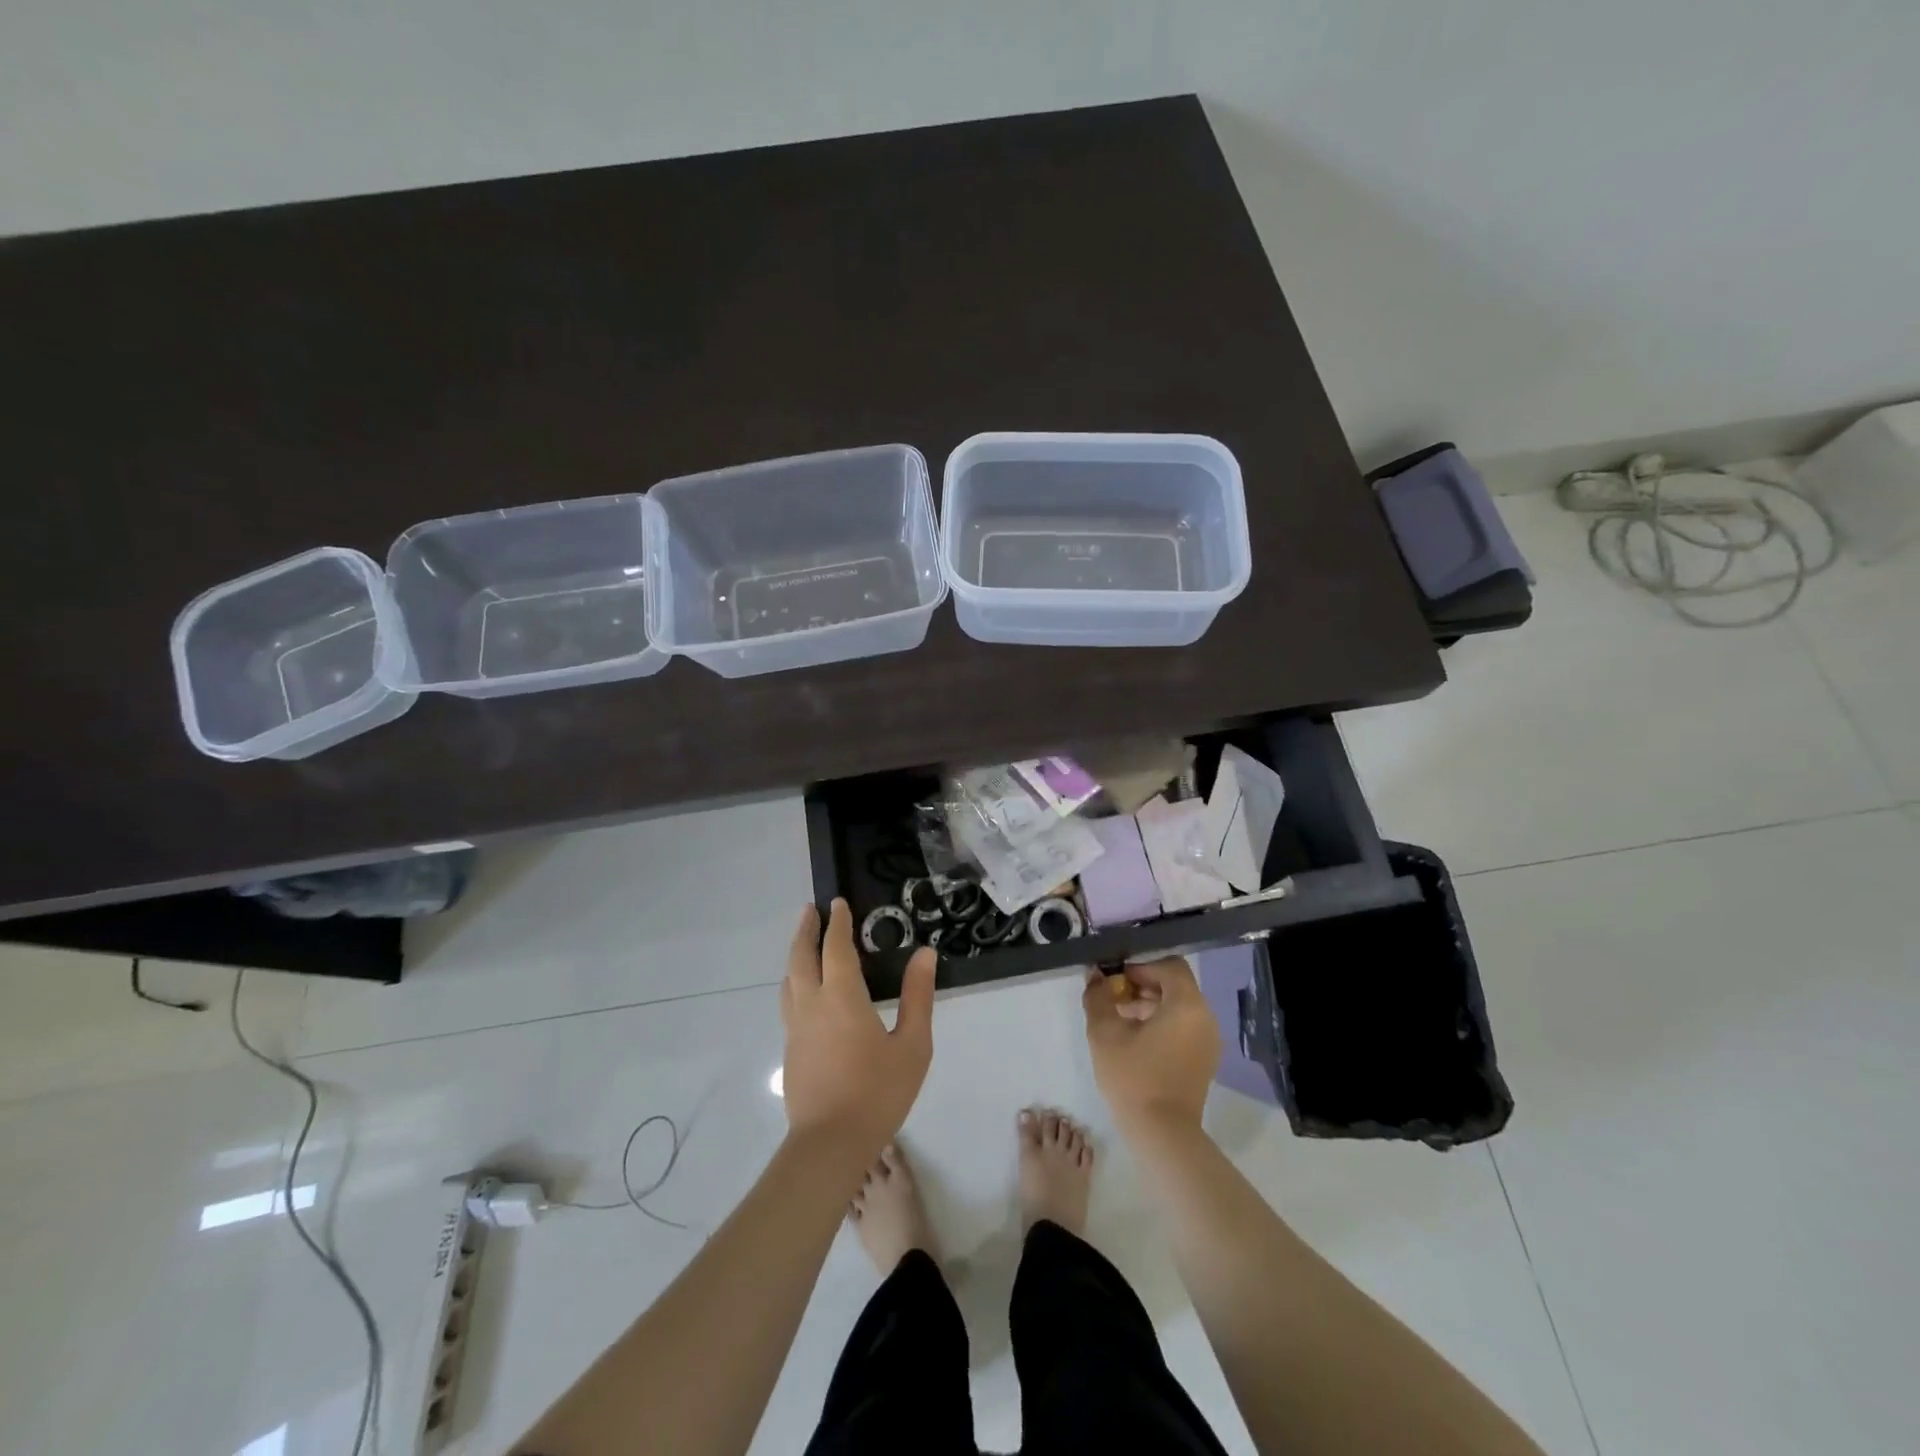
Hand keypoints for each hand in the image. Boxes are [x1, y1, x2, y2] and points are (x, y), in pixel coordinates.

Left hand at [781, 900, 935, 1161]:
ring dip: (796, 954)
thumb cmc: (877, 1092)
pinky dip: (795, 981)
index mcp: (842, 997)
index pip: (835, 947)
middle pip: (801, 956)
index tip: (837, 902)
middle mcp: (812, 1004)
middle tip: (811, 910)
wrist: (829, 1144)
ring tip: (804, 943)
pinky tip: (805, 991)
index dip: (837, 923)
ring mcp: (796, 1028)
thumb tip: (925, 953)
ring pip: (789, 979)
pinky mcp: (790, 1050)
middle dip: (806, 930)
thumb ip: (918, 996)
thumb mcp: (912, 1045)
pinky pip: (788, 1001)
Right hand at [1083, 957, 1220, 1136]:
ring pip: (1178, 1006)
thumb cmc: (1134, 1077)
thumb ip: (1098, 996)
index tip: (1115, 979)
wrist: (1162, 1135)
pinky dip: (1161, 1023)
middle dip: (1142, 985)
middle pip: (1174, 984)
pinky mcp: (1204, 1059)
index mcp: (1187, 1004)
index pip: (1169, 964)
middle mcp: (1205, 1017)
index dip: (1140, 965)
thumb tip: (1095, 976)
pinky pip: (1184, 1026)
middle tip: (1113, 997)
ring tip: (1119, 1018)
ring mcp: (1208, 1040)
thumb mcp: (1105, 1033)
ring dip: (1149, 1004)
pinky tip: (1135, 1039)